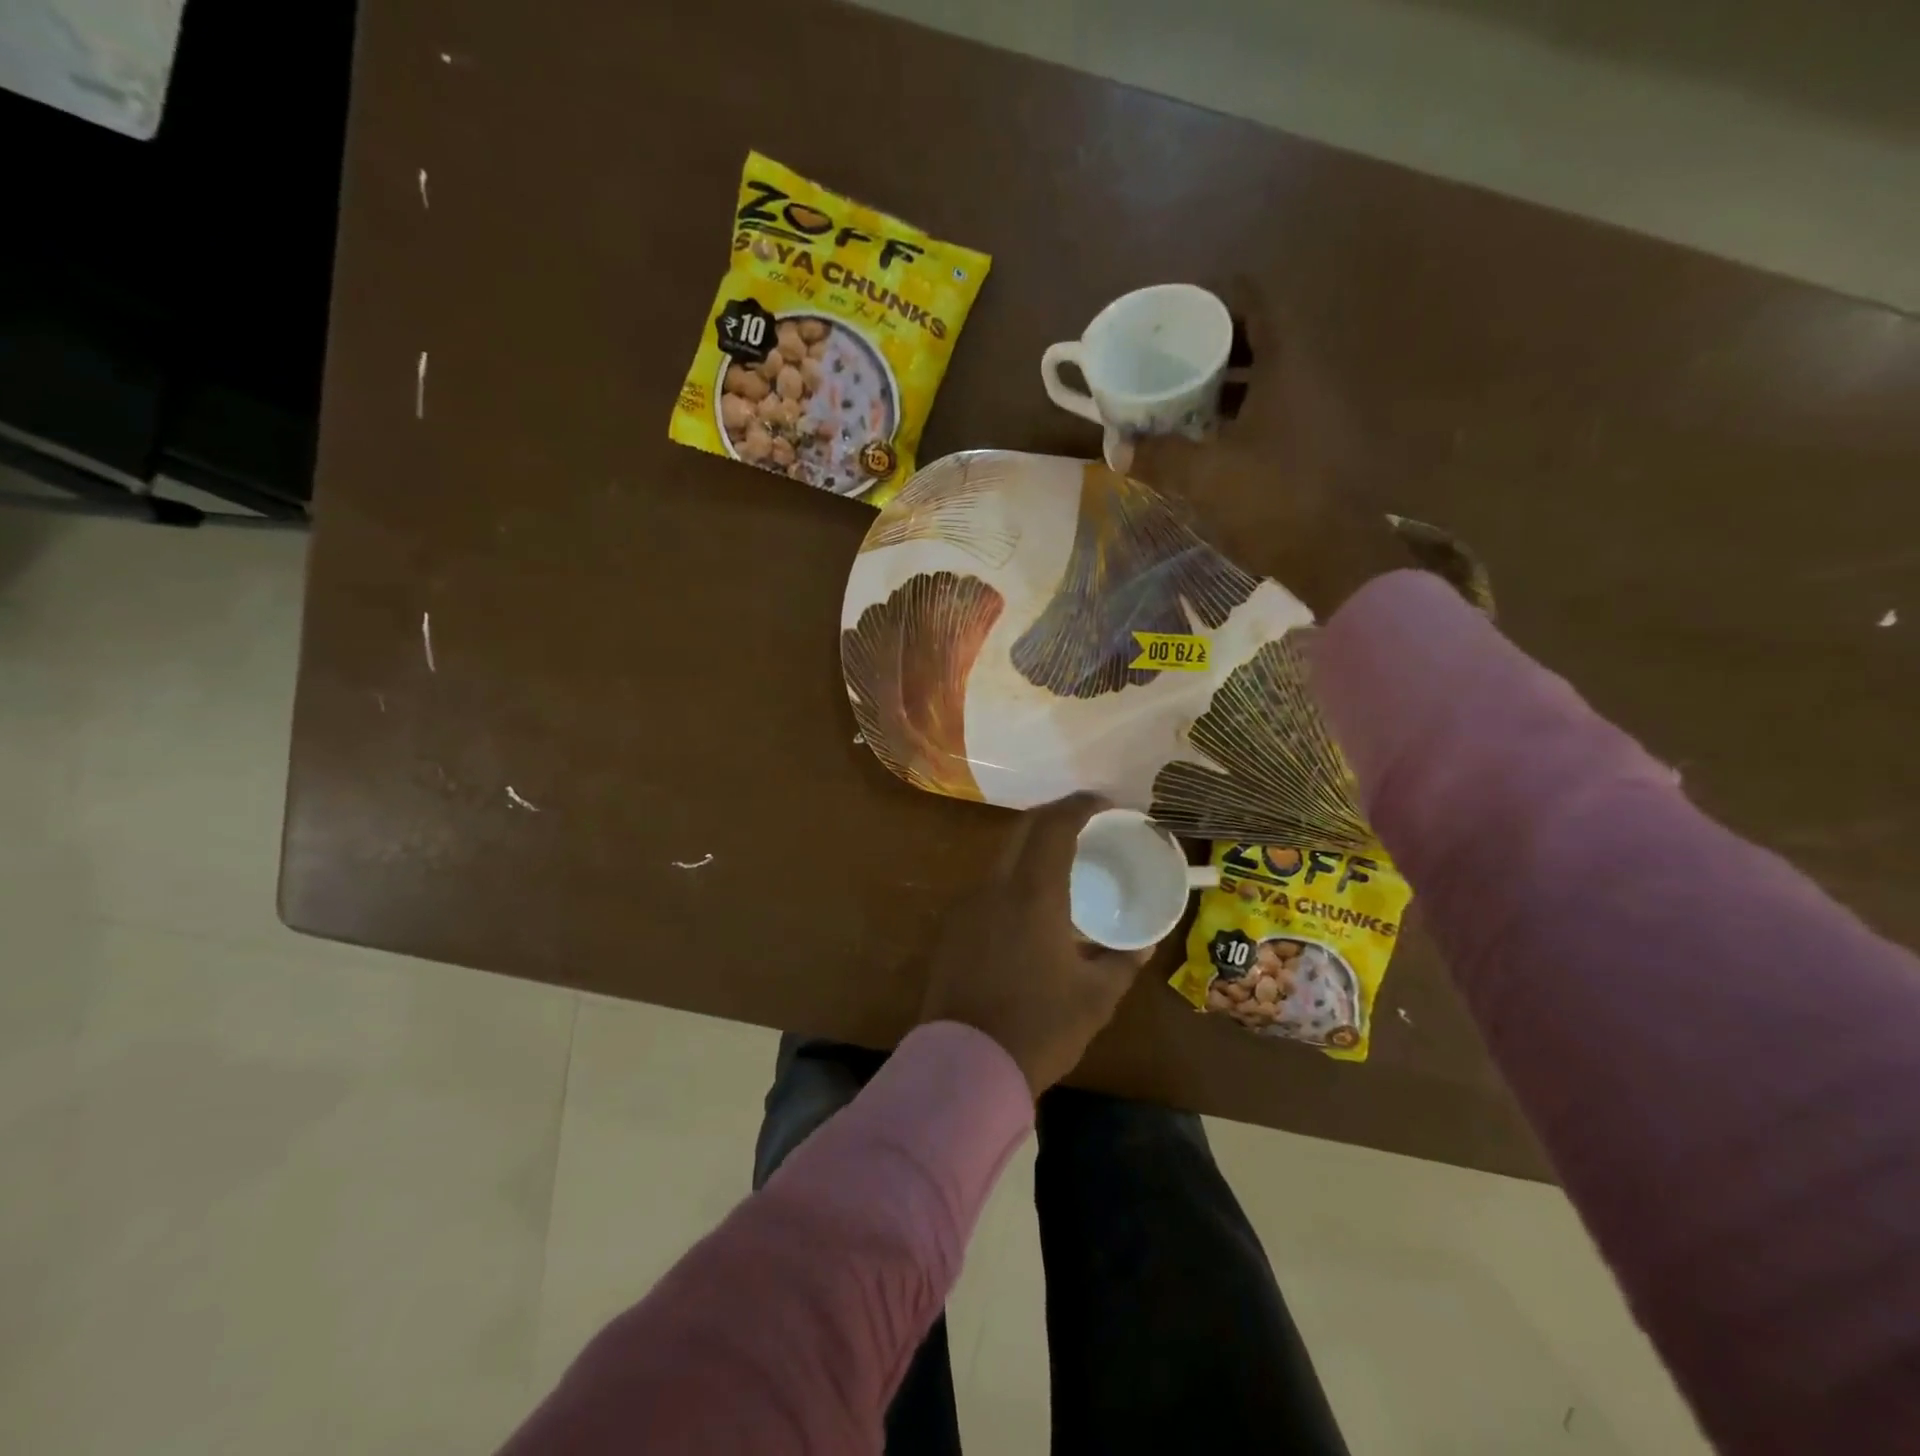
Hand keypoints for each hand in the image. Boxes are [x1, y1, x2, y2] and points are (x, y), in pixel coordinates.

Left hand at [919, 794, 1150, 1095]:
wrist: (965, 1065)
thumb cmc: (1039, 1028)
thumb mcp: (1095, 998)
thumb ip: (1121, 962)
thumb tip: (1142, 944)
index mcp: (1033, 894)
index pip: (1054, 826)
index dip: (1080, 805)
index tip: (1105, 803)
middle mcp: (995, 887)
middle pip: (1023, 829)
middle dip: (1056, 816)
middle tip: (1088, 823)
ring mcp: (968, 905)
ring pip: (1003, 855)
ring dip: (1033, 846)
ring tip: (1065, 861)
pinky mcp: (954, 927)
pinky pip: (990, 884)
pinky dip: (1016, 875)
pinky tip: (1033, 903)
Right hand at [1128, 279, 1410, 619]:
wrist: (1337, 556)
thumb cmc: (1271, 500)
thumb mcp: (1203, 477)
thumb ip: (1159, 457)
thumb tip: (1117, 450)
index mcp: (1287, 365)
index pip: (1256, 301)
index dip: (1217, 298)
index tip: (1181, 317)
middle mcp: (1311, 376)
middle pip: (1263, 338)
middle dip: (1217, 346)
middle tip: (1176, 363)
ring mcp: (1322, 412)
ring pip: (1272, 379)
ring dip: (1232, 385)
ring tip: (1188, 402)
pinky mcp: (1323, 446)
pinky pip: (1280, 412)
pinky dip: (1248, 415)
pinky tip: (1218, 443)